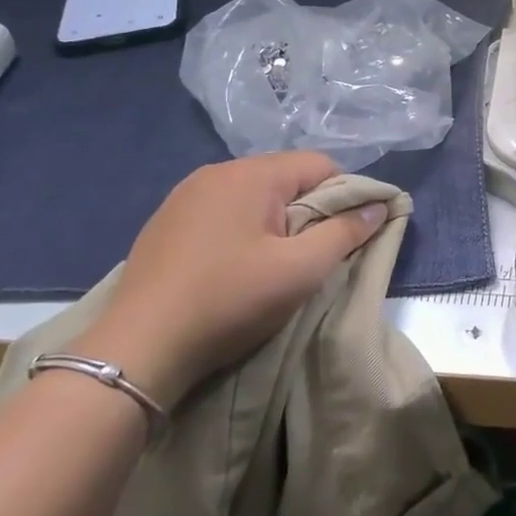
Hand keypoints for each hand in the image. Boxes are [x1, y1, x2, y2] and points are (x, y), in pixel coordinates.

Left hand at [72, 152, 386, 407]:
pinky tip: (232, 267)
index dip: (344, 197)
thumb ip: (345, 233)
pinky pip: (222, 212)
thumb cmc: (228, 301)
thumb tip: (379, 206)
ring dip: (274, 222)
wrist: (136, 350)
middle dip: (307, 211)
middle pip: (286, 178)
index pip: (320, 165)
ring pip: (254, 196)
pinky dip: (240, 230)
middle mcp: (216, 172)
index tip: (345, 237)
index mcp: (251, 174)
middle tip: (308, 256)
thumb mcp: (300, 271)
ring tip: (272, 264)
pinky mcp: (165, 223)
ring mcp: (184, 196)